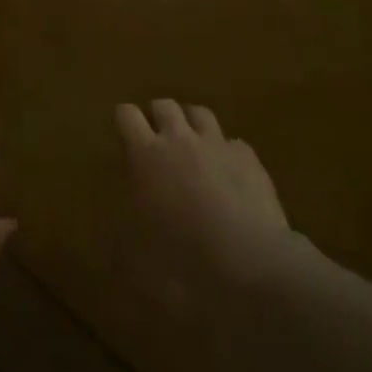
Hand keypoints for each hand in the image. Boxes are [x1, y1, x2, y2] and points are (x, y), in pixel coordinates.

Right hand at [116, 100, 288, 276]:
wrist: (254, 266)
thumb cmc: (186, 261)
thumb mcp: (139, 259)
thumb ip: (124, 240)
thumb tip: (118, 242)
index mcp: (146, 155)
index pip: (126, 114)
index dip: (123, 120)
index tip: (123, 133)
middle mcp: (180, 139)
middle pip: (164, 105)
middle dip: (157, 116)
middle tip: (157, 139)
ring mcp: (217, 145)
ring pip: (200, 113)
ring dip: (191, 124)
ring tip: (191, 144)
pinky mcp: (250, 159)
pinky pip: (233, 143)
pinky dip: (226, 151)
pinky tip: (229, 171)